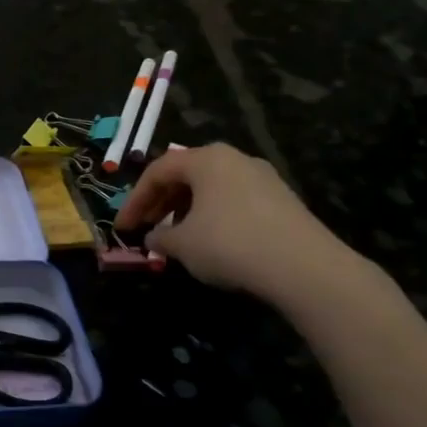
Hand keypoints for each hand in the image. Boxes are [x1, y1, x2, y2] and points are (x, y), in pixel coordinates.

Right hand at [114, 143, 367, 307]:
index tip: (122, 227)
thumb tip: (153, 237)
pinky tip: (210, 242)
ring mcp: (262, 177)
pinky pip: (234, 201)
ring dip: (186, 210)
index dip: (134, 200)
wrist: (304, 267)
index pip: (157, 171)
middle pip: (185, 175)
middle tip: (145, 228)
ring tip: (175, 237)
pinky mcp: (282, 200)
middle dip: (160, 202)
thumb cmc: (230, 244)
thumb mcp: (182, 244)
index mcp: (206, 159)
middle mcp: (235, 159)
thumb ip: (159, 237)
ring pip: (211, 188)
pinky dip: (213, 216)